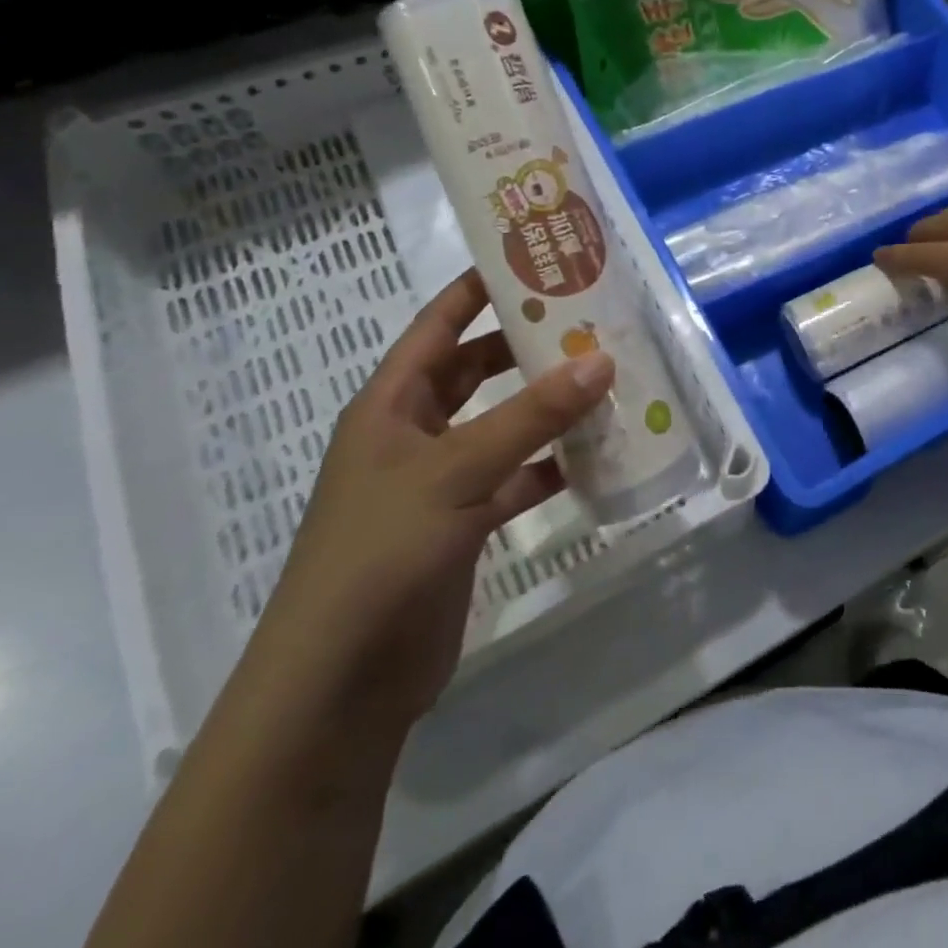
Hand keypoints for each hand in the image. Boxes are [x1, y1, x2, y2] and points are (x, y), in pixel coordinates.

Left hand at [246, 270, 614, 731]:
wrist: (340, 686)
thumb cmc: (380, 555)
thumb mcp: (456, 473)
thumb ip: (531, 417)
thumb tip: (601, 359)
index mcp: (391, 405)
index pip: (438, 325)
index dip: (479, 288)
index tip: (535, 262)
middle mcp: (414, 434)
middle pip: (475, 371)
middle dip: (525, 345)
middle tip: (589, 319)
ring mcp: (440, 482)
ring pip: (502, 425)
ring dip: (547, 407)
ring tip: (607, 380)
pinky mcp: (464, 525)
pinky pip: (517, 479)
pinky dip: (551, 466)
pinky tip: (596, 457)